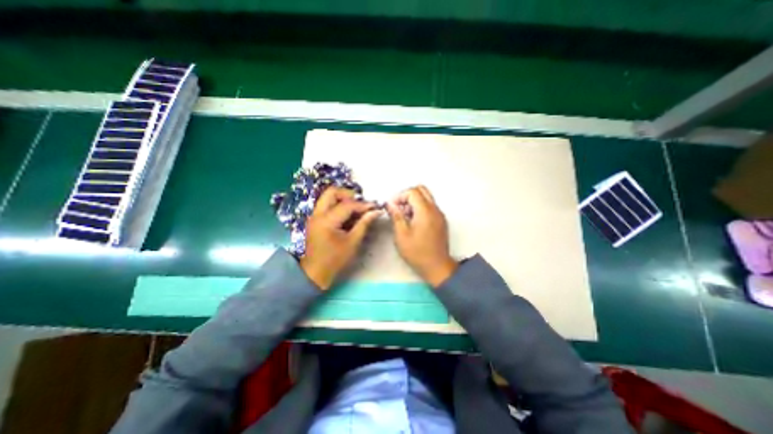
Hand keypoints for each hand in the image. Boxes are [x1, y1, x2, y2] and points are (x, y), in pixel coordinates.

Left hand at [298, 187, 379, 291]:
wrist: (315, 272)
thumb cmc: (335, 260)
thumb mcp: (352, 242)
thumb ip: (364, 224)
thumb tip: (376, 211)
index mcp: (326, 221)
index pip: (347, 205)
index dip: (362, 204)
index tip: (374, 207)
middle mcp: (317, 214)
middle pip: (332, 192)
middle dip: (349, 195)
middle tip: (361, 204)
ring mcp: (314, 215)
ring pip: (328, 196)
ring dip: (343, 198)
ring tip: (356, 209)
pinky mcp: (315, 219)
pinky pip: (327, 204)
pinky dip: (338, 205)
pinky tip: (348, 215)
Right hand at [390, 185, 454, 286]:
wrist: (437, 266)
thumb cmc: (417, 252)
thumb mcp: (401, 234)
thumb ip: (396, 216)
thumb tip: (390, 204)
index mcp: (425, 211)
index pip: (413, 192)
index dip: (399, 196)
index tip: (392, 207)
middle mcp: (435, 209)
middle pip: (421, 190)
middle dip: (407, 195)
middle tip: (398, 207)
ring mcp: (439, 214)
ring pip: (426, 197)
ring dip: (413, 201)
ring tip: (404, 216)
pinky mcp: (441, 220)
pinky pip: (430, 206)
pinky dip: (420, 208)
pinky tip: (413, 222)